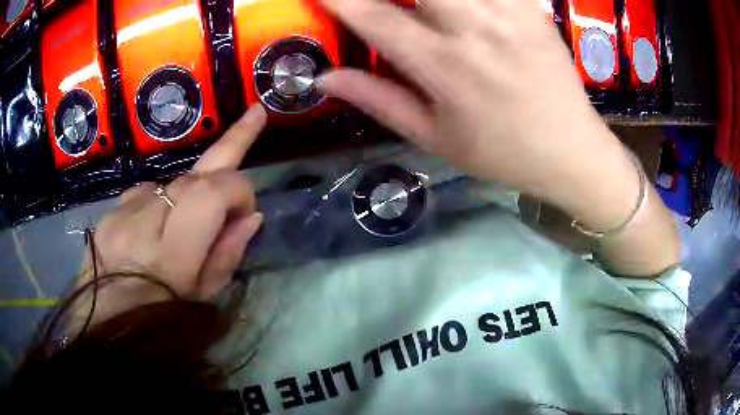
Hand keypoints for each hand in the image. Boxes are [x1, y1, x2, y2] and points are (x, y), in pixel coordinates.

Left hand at [74, 106, 266, 326]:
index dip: (240, 191)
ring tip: (192, 218)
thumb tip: (252, 216)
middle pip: (195, 172)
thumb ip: (227, 255)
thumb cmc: (160, 324)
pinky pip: (147, 189)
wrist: (105, 326)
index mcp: (173, 255)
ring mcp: (123, 212)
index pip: (214, 192)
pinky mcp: (111, 210)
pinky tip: (160, 220)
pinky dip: (163, 197)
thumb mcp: (203, 301)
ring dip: (192, 189)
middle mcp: (146, 223)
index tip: (247, 210)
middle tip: (255, 115)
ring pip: (173, 179)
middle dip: (231, 141)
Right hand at [317, 0, 679, 275]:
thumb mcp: (433, 137)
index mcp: (443, 65)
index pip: (373, 16)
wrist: (571, 151)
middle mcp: (473, 27)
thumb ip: (376, 99)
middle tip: (377, 2)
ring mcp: (508, 11)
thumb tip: (324, 77)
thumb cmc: (501, 152)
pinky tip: (457, 6)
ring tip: (420, 6)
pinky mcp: (531, 7)